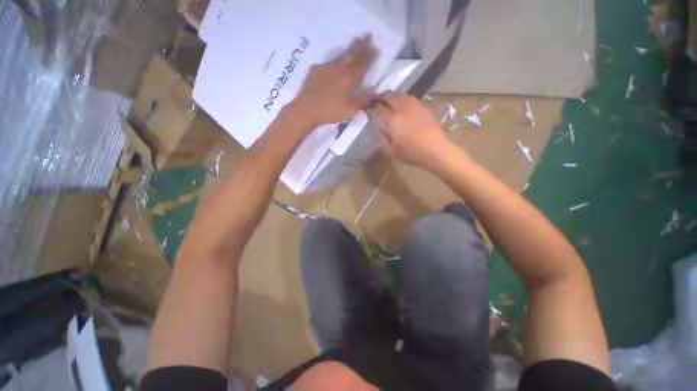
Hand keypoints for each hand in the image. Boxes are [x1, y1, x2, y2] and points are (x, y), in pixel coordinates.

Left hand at [292, 35, 376, 127]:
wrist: (306, 109)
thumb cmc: (331, 112)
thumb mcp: (351, 110)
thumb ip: (363, 100)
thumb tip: (375, 91)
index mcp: (349, 78)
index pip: (363, 62)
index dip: (370, 55)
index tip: (376, 48)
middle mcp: (339, 68)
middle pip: (352, 52)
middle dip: (361, 44)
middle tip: (367, 36)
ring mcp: (326, 66)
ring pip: (340, 55)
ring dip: (349, 49)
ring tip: (354, 44)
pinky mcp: (316, 69)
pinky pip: (328, 63)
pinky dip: (335, 62)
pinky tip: (334, 67)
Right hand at [367, 92, 454, 169]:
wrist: (435, 150)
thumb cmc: (411, 153)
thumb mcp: (391, 151)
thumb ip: (381, 138)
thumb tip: (376, 128)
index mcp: (392, 120)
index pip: (377, 109)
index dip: (370, 108)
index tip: (367, 110)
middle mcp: (402, 108)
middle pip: (387, 96)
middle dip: (379, 98)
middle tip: (375, 102)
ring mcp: (414, 105)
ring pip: (398, 94)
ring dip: (390, 96)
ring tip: (386, 102)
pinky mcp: (422, 105)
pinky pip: (408, 97)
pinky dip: (401, 99)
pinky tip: (400, 106)